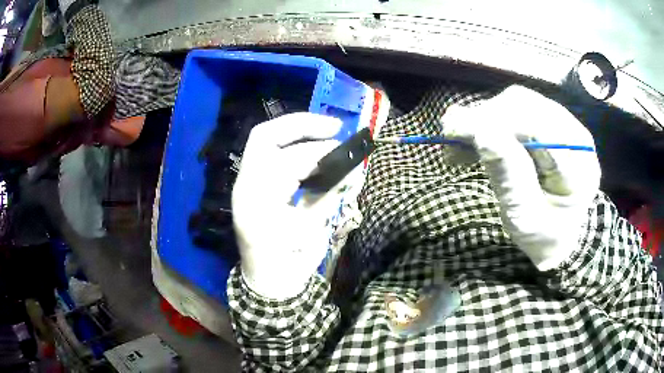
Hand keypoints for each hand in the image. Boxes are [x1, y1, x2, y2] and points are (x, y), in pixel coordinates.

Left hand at [232, 113, 342, 299]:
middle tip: (334, 126)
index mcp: (257, 203)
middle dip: (301, 125)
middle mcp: (245, 185)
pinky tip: (310, 146)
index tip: (346, 151)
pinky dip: (289, 144)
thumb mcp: (312, 235)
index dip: (319, 153)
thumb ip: (328, 198)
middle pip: (265, 137)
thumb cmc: (288, 266)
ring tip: (326, 131)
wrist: (266, 283)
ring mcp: (244, 183)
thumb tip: (351, 170)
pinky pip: (266, 152)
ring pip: (263, 140)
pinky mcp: (250, 184)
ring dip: (296, 131)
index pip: (287, 162)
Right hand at [443, 85, 600, 270]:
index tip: (455, 132)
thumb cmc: (543, 235)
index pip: (536, 128)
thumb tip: (481, 132)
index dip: (494, 124)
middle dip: (485, 118)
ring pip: (517, 102)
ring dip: (486, 117)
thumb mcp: (524, 218)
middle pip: (525, 106)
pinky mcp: (549, 121)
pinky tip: (477, 135)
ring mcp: (563, 124)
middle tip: (453, 140)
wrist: (558, 234)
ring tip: (463, 141)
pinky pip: (517, 108)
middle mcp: (574, 135)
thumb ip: (509, 178)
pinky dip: (492, 119)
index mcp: (577, 165)